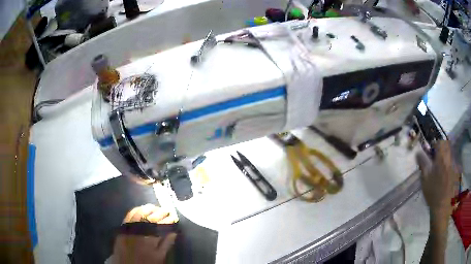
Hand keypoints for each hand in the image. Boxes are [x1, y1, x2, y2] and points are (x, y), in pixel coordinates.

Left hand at [111, 204, 177, 263]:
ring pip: (139, 212)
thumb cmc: (146, 262)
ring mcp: (129, 227)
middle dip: (160, 212)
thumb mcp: (159, 257)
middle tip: (167, 210)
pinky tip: (141, 209)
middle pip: (151, 216)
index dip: (169, 219)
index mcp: (150, 238)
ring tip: (155, 208)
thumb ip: (166, 244)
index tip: (174, 217)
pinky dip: (136, 210)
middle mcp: (139, 230)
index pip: (161, 224)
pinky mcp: (122, 227)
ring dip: (149, 208)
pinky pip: (129, 214)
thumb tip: (174, 232)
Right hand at [416, 141, 459, 219]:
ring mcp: (453, 164)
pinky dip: (448, 162)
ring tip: (439, 165)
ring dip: (444, 154)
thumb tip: (418, 152)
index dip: (434, 144)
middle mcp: (449, 158)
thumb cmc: (432, 192)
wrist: (442, 206)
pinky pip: (452, 160)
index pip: (439, 142)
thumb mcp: (425, 178)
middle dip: (441, 147)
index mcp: (441, 158)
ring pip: (449, 152)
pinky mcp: (455, 171)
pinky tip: (444, 172)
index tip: (430, 151)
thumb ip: (422, 163)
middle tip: (435, 157)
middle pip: (446, 144)